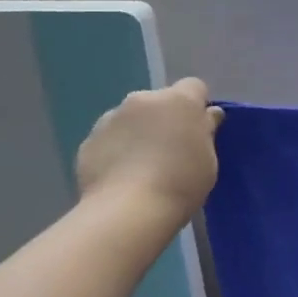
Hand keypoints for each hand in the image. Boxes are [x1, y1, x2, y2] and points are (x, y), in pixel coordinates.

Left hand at [76, 79, 222, 226]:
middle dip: (164, 118)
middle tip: (170, 150)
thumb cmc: (181, 183)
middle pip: (159, 101)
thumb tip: (207, 116)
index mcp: (179, 101)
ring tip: (141, 166)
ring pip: (131, 118)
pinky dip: (116, 150)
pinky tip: (121, 176)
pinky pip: (110, 138)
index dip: (197, 105)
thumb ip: (206, 132)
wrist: (129, 210)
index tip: (198, 129)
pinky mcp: (89, 139)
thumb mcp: (208, 160)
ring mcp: (111, 117)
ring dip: (138, 132)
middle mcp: (142, 99)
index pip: (194, 87)